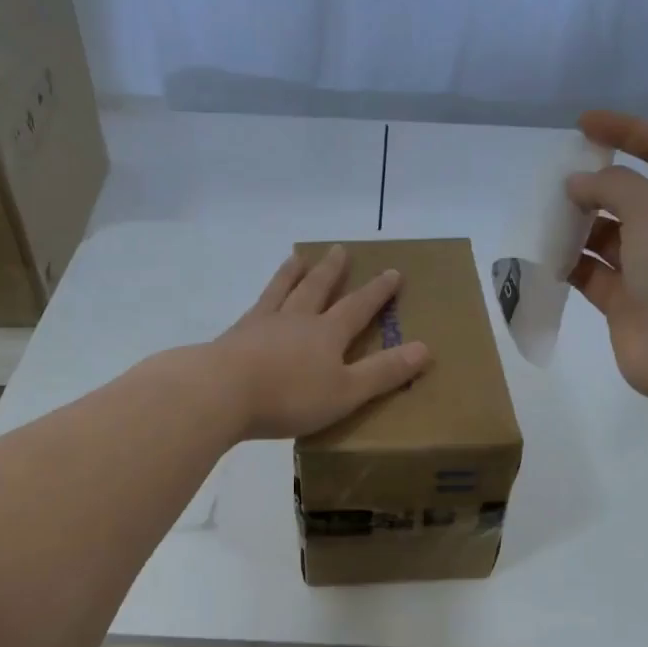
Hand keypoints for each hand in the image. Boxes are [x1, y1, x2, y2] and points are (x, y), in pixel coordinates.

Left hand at [205, 244, 431, 439]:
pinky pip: (255, 308)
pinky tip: (258, 301)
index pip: (358, 307)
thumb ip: (383, 372)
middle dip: (332, 271)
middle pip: (318, 289)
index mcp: (327, 334)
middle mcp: (297, 320)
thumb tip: (425, 349)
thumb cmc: (290, 396)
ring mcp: (263, 324)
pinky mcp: (235, 336)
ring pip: (283, 290)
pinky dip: (262, 297)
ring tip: (297, 256)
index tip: (393, 272)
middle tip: (339, 250)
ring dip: (293, 273)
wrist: (222, 392)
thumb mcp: (347, 391)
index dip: (377, 291)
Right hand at [566, 111, 647, 401]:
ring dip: (580, 225)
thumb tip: (578, 186)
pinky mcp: (628, 302)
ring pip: (610, 236)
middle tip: (558, 181)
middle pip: (634, 194)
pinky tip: (546, 255)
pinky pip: (594, 274)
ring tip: (547, 217)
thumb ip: (612, 186)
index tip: (584, 125)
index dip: (628, 130)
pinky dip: (571, 263)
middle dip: (597, 185)